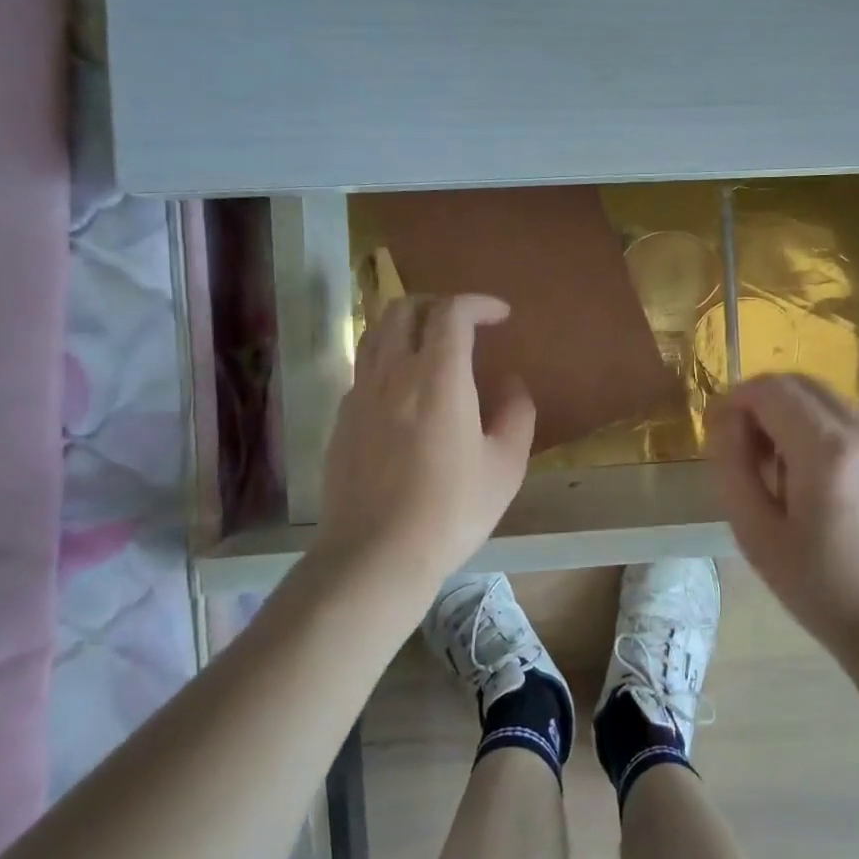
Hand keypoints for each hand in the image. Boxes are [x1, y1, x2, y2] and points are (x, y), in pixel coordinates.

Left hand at [313, 294, 535, 590]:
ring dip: (407, 324)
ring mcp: (360, 393)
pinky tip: (403, 389)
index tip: (501, 315)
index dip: (479, 303)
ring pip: (376, 331)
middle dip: (439, 303)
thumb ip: (516, 414)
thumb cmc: (451, 511)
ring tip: (431, 344)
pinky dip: (387, 358)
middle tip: (465, 323)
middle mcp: (393, 372)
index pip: (452, 312)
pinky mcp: (341, 418)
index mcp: (438, 377)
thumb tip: (512, 383)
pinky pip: (363, 367)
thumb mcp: (505, 466)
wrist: (376, 554)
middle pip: (405, 308)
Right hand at [706, 374, 858, 655]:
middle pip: (802, 384)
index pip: (771, 388)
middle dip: (765, 404)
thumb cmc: (820, 590)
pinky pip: (857, 424)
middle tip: (748, 451)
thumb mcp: (755, 533)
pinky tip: (825, 484)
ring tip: (787, 473)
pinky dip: (828, 435)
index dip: (736, 400)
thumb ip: (731, 465)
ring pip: (830, 402)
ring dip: (796, 419)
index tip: (721, 433)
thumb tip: (725, 418)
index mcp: (828, 451)